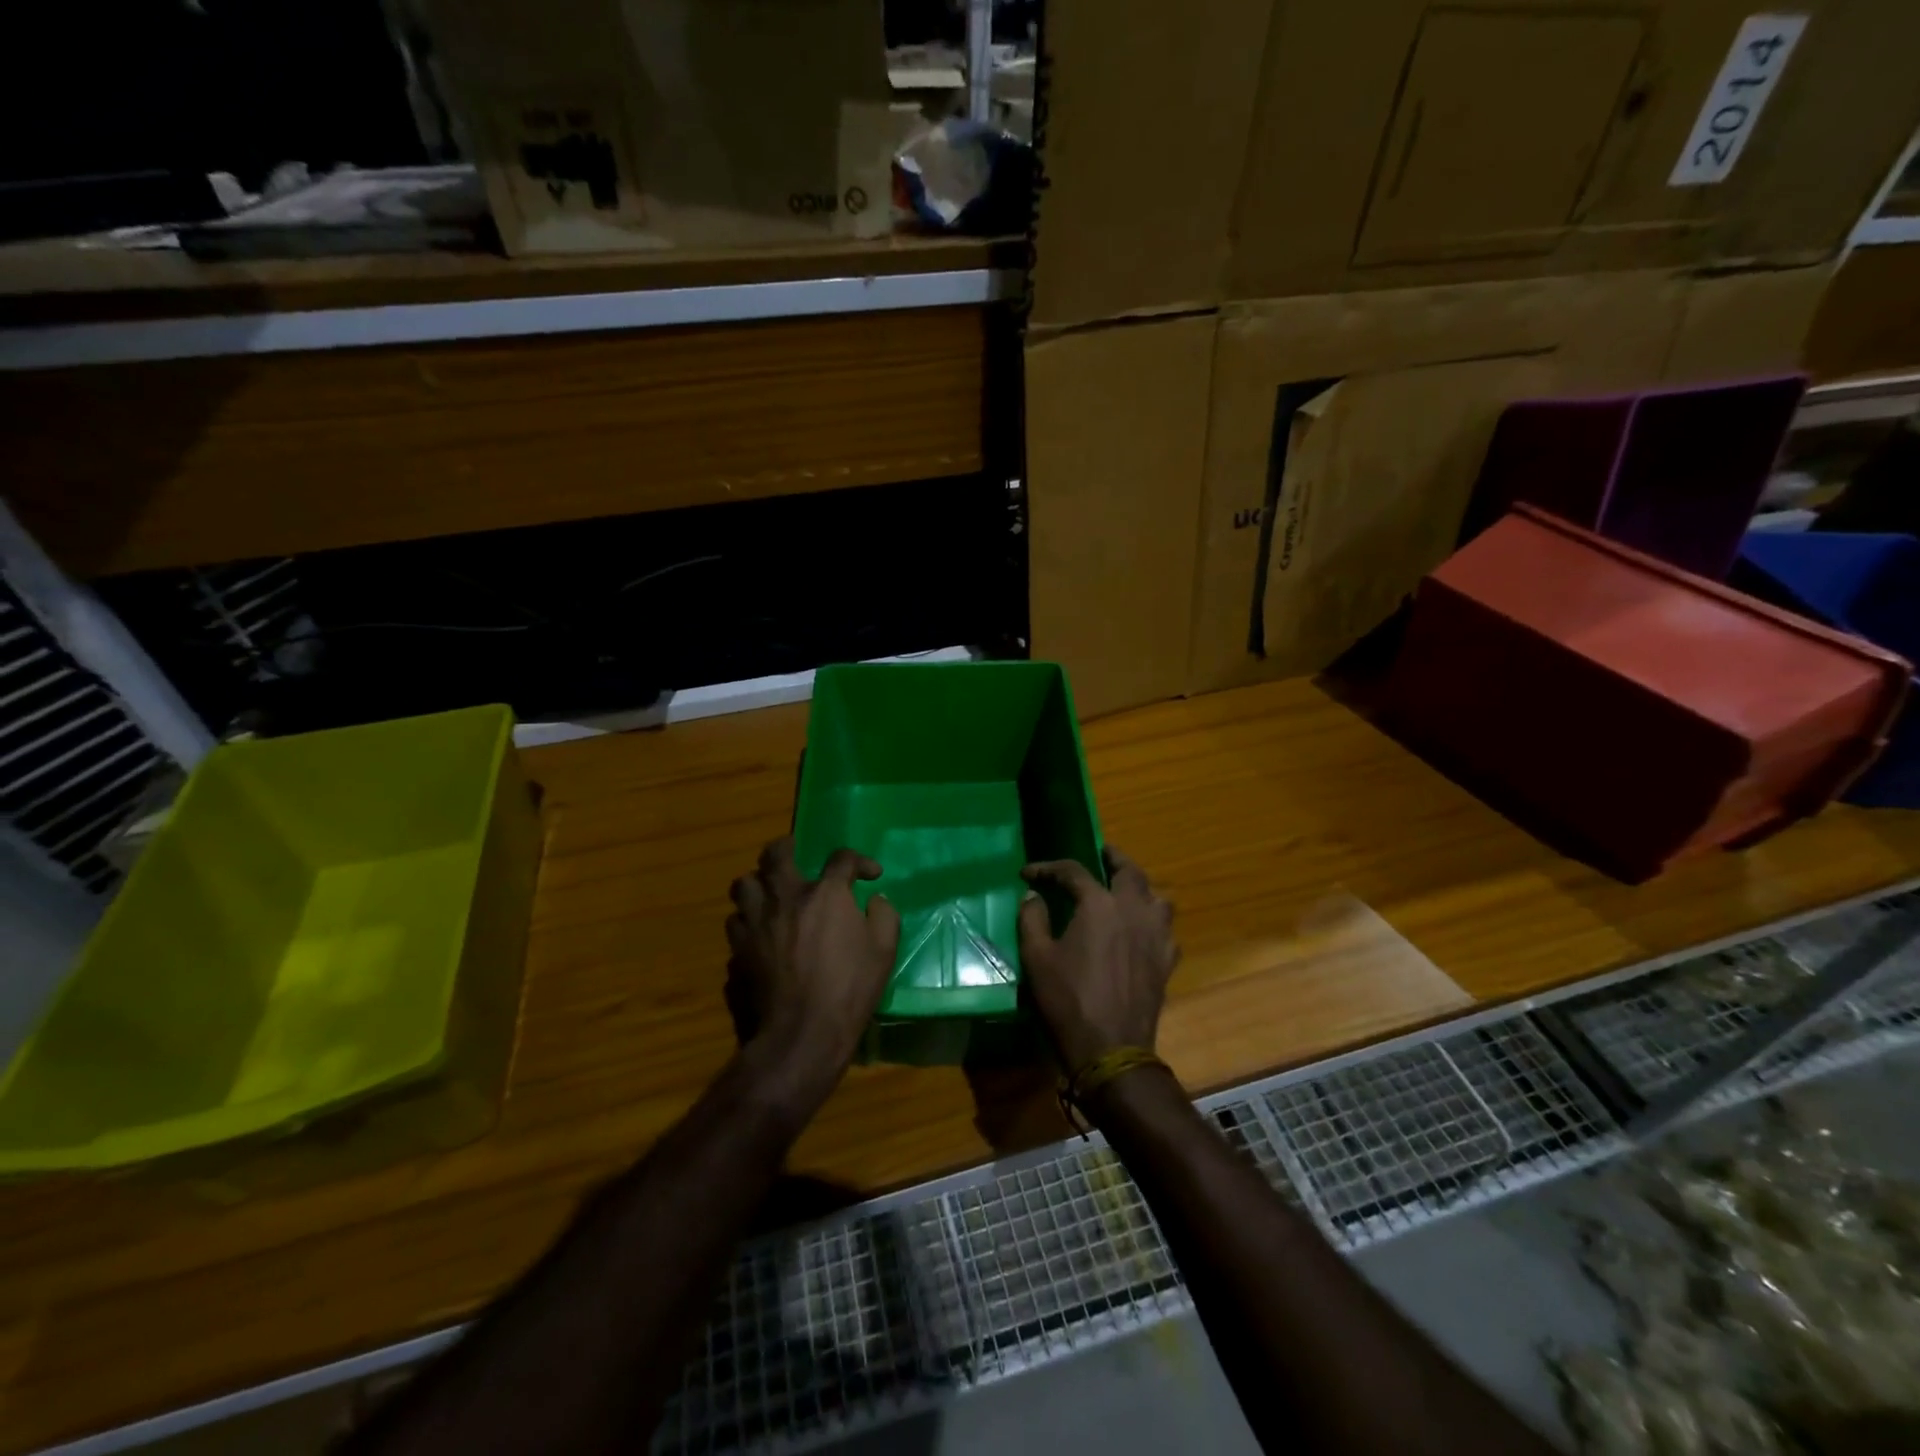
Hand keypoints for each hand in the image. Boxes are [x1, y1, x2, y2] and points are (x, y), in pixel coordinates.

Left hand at [725, 837, 900, 1081]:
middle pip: (775, 854)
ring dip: (757, 883)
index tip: (870, 875)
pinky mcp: (738, 949)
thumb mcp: (884, 950)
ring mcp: (755, 922)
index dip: (859, 861)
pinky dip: (747, 921)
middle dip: (786, 847)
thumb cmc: (849, 989)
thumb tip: (875, 900)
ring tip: (767, 892)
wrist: (802, 1033)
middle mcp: (785, 897)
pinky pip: (736, 922)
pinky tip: (758, 932)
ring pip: (743, 884)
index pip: (842, 858)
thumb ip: (883, 916)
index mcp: (824, 894)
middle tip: (794, 852)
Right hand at [1016, 846, 1178, 1073]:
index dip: (1048, 868)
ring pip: (1157, 897)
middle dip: (1113, 858)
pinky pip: (1165, 930)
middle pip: (1129, 872)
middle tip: (1101, 854)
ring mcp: (1156, 935)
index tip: (1028, 873)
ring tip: (1126, 891)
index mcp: (1099, 904)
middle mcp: (1133, 910)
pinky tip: (1142, 932)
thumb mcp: (1037, 957)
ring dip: (1141, 888)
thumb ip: (1032, 919)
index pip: (1073, 871)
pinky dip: (1153, 922)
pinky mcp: (1167, 961)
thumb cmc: (1068, 1000)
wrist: (1111, 1048)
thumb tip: (1033, 895)